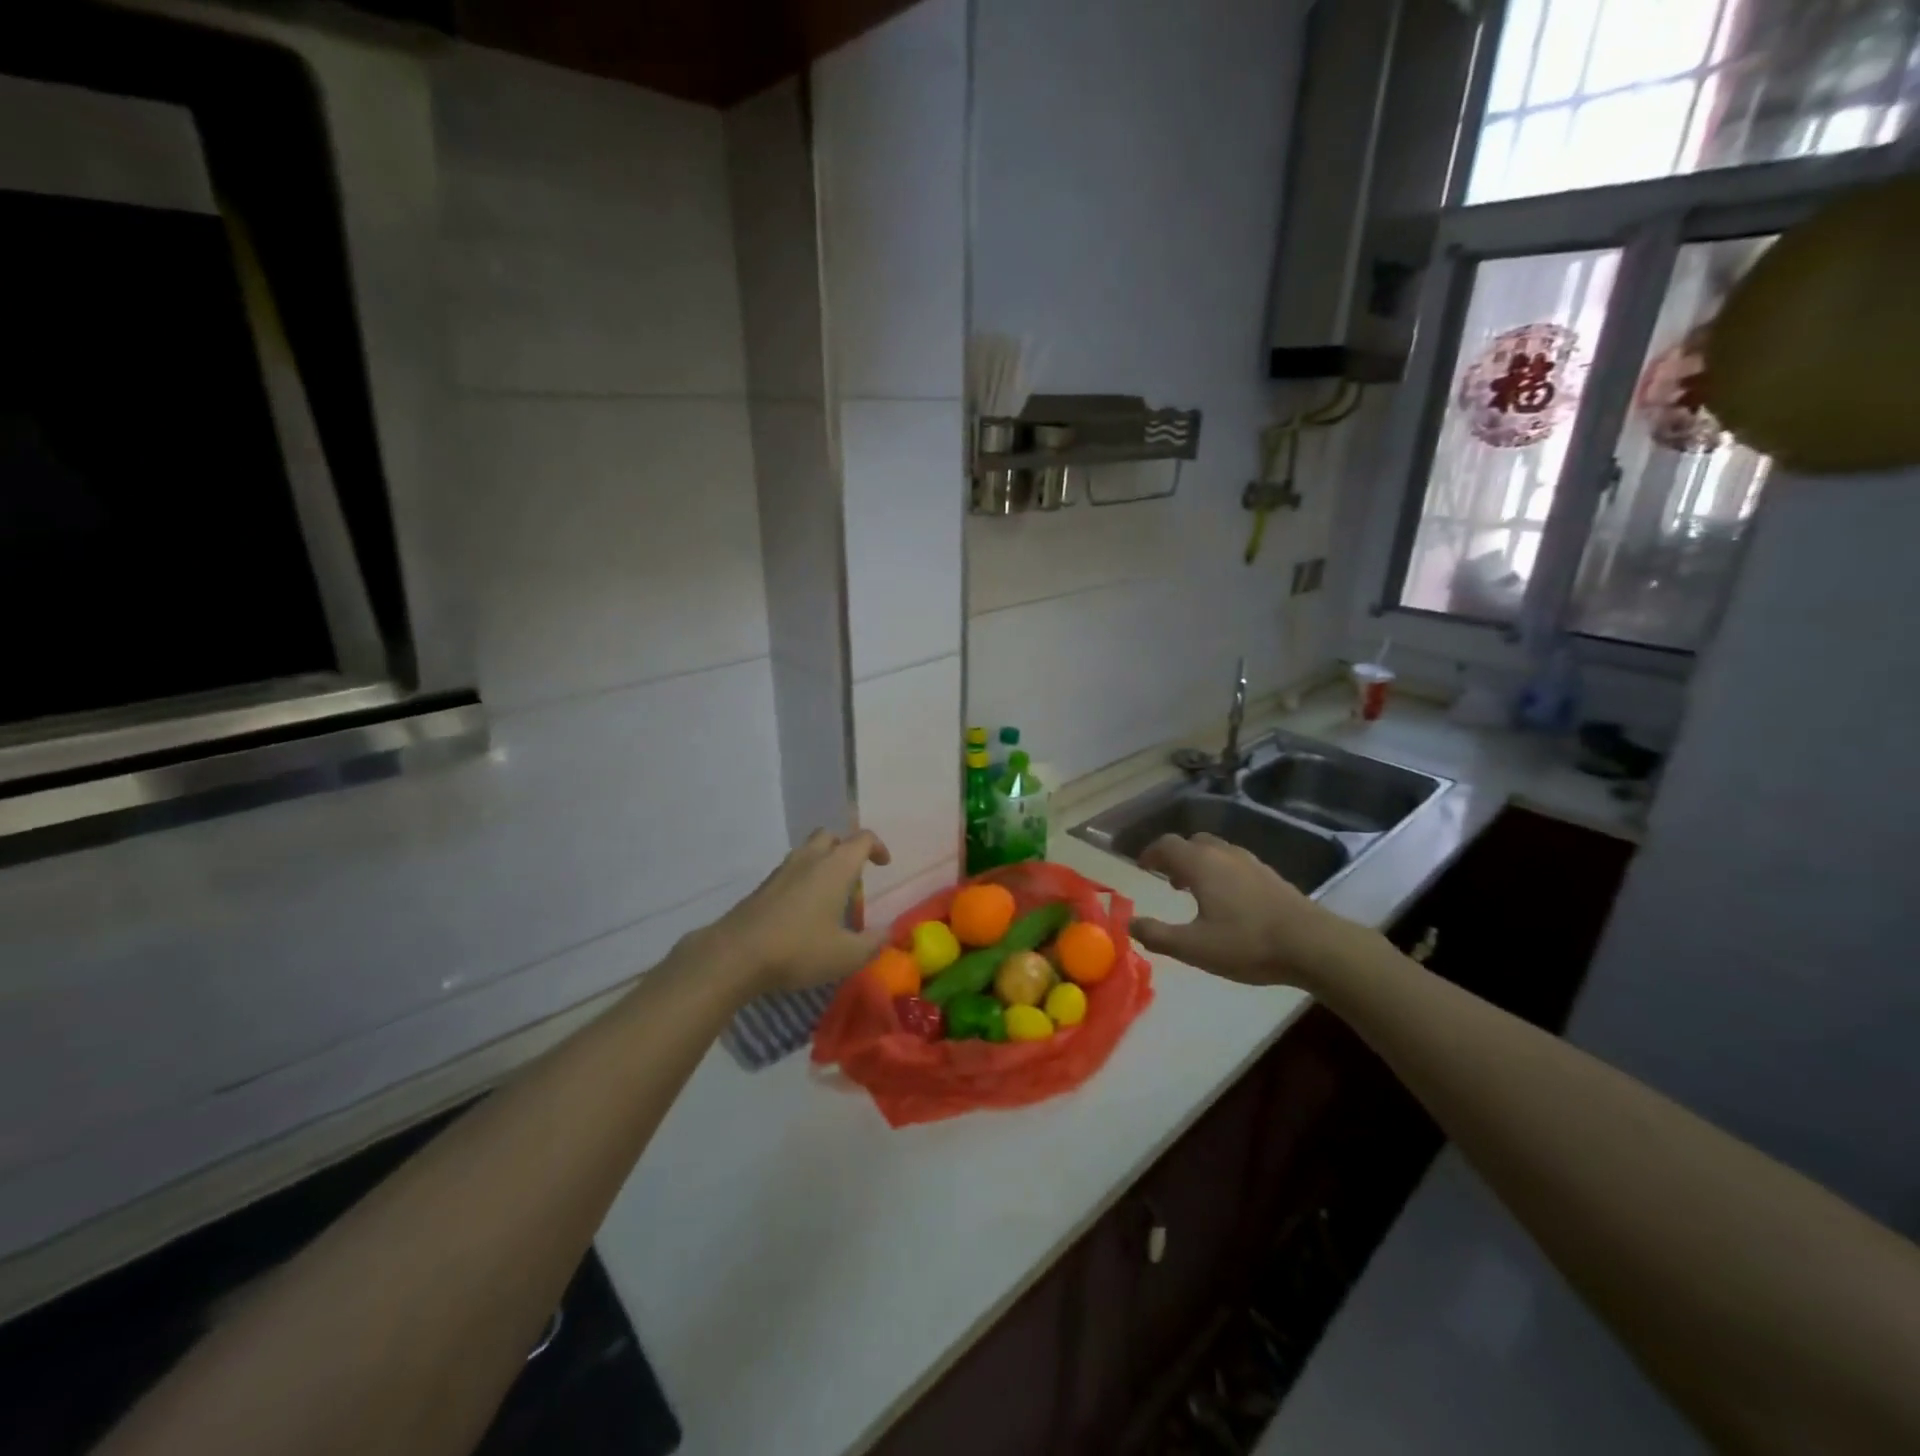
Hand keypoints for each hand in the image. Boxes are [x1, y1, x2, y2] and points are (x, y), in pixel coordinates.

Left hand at [691, 828, 891, 996]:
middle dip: (845, 848)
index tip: (884, 864)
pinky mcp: (762, 887)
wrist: (735, 955)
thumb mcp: (846, 955)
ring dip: (822, 862)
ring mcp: (781, 871)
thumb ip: (873, 943)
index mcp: (836, 867)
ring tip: (829, 893)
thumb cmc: (799, 950)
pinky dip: (802, 879)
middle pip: (830, 836)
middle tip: (854, 874)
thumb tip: (888, 932)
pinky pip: (790, 871)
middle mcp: (809, 859)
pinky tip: (803, 910)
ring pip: (807, 851)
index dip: (877, 847)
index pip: (862, 839)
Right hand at [1131, 833, 1368, 989]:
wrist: (1313, 945)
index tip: (1142, 867)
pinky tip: (1229, 900)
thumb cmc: (1247, 944)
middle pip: (1192, 842)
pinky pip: (1235, 862)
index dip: (1150, 854)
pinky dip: (1221, 870)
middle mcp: (1223, 854)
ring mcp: (1251, 862)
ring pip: (1216, 850)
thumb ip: (1158, 935)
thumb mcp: (1194, 948)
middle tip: (1168, 879)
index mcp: (1200, 864)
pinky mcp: (1270, 875)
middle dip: (1175, 856)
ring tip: (1196, 890)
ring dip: (1199, 862)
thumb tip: (1130, 924)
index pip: (1166, 845)